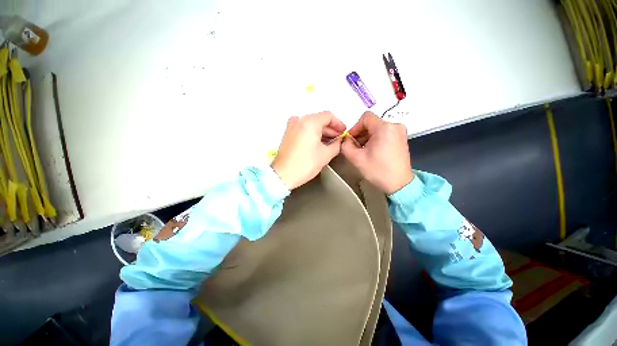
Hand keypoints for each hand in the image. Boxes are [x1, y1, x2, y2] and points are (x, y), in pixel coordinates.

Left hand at [272, 111, 345, 189]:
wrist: (283, 174)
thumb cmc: (305, 164)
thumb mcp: (325, 155)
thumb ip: (336, 145)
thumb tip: (339, 141)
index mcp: (309, 122)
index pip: (328, 116)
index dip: (338, 124)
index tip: (343, 132)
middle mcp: (299, 120)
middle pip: (319, 120)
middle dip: (330, 129)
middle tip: (338, 139)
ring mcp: (292, 126)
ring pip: (311, 125)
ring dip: (322, 132)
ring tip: (330, 143)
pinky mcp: (288, 133)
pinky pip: (304, 129)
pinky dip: (313, 134)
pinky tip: (319, 143)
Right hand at [341, 111, 413, 194]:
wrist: (399, 184)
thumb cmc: (378, 171)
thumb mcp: (356, 158)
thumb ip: (345, 145)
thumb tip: (344, 139)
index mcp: (384, 128)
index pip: (365, 118)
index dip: (355, 128)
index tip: (350, 140)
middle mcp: (395, 126)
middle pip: (371, 123)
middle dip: (360, 134)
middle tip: (355, 147)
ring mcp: (400, 132)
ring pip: (377, 128)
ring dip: (367, 137)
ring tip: (363, 151)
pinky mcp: (401, 138)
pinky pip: (384, 133)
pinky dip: (375, 139)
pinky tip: (372, 151)